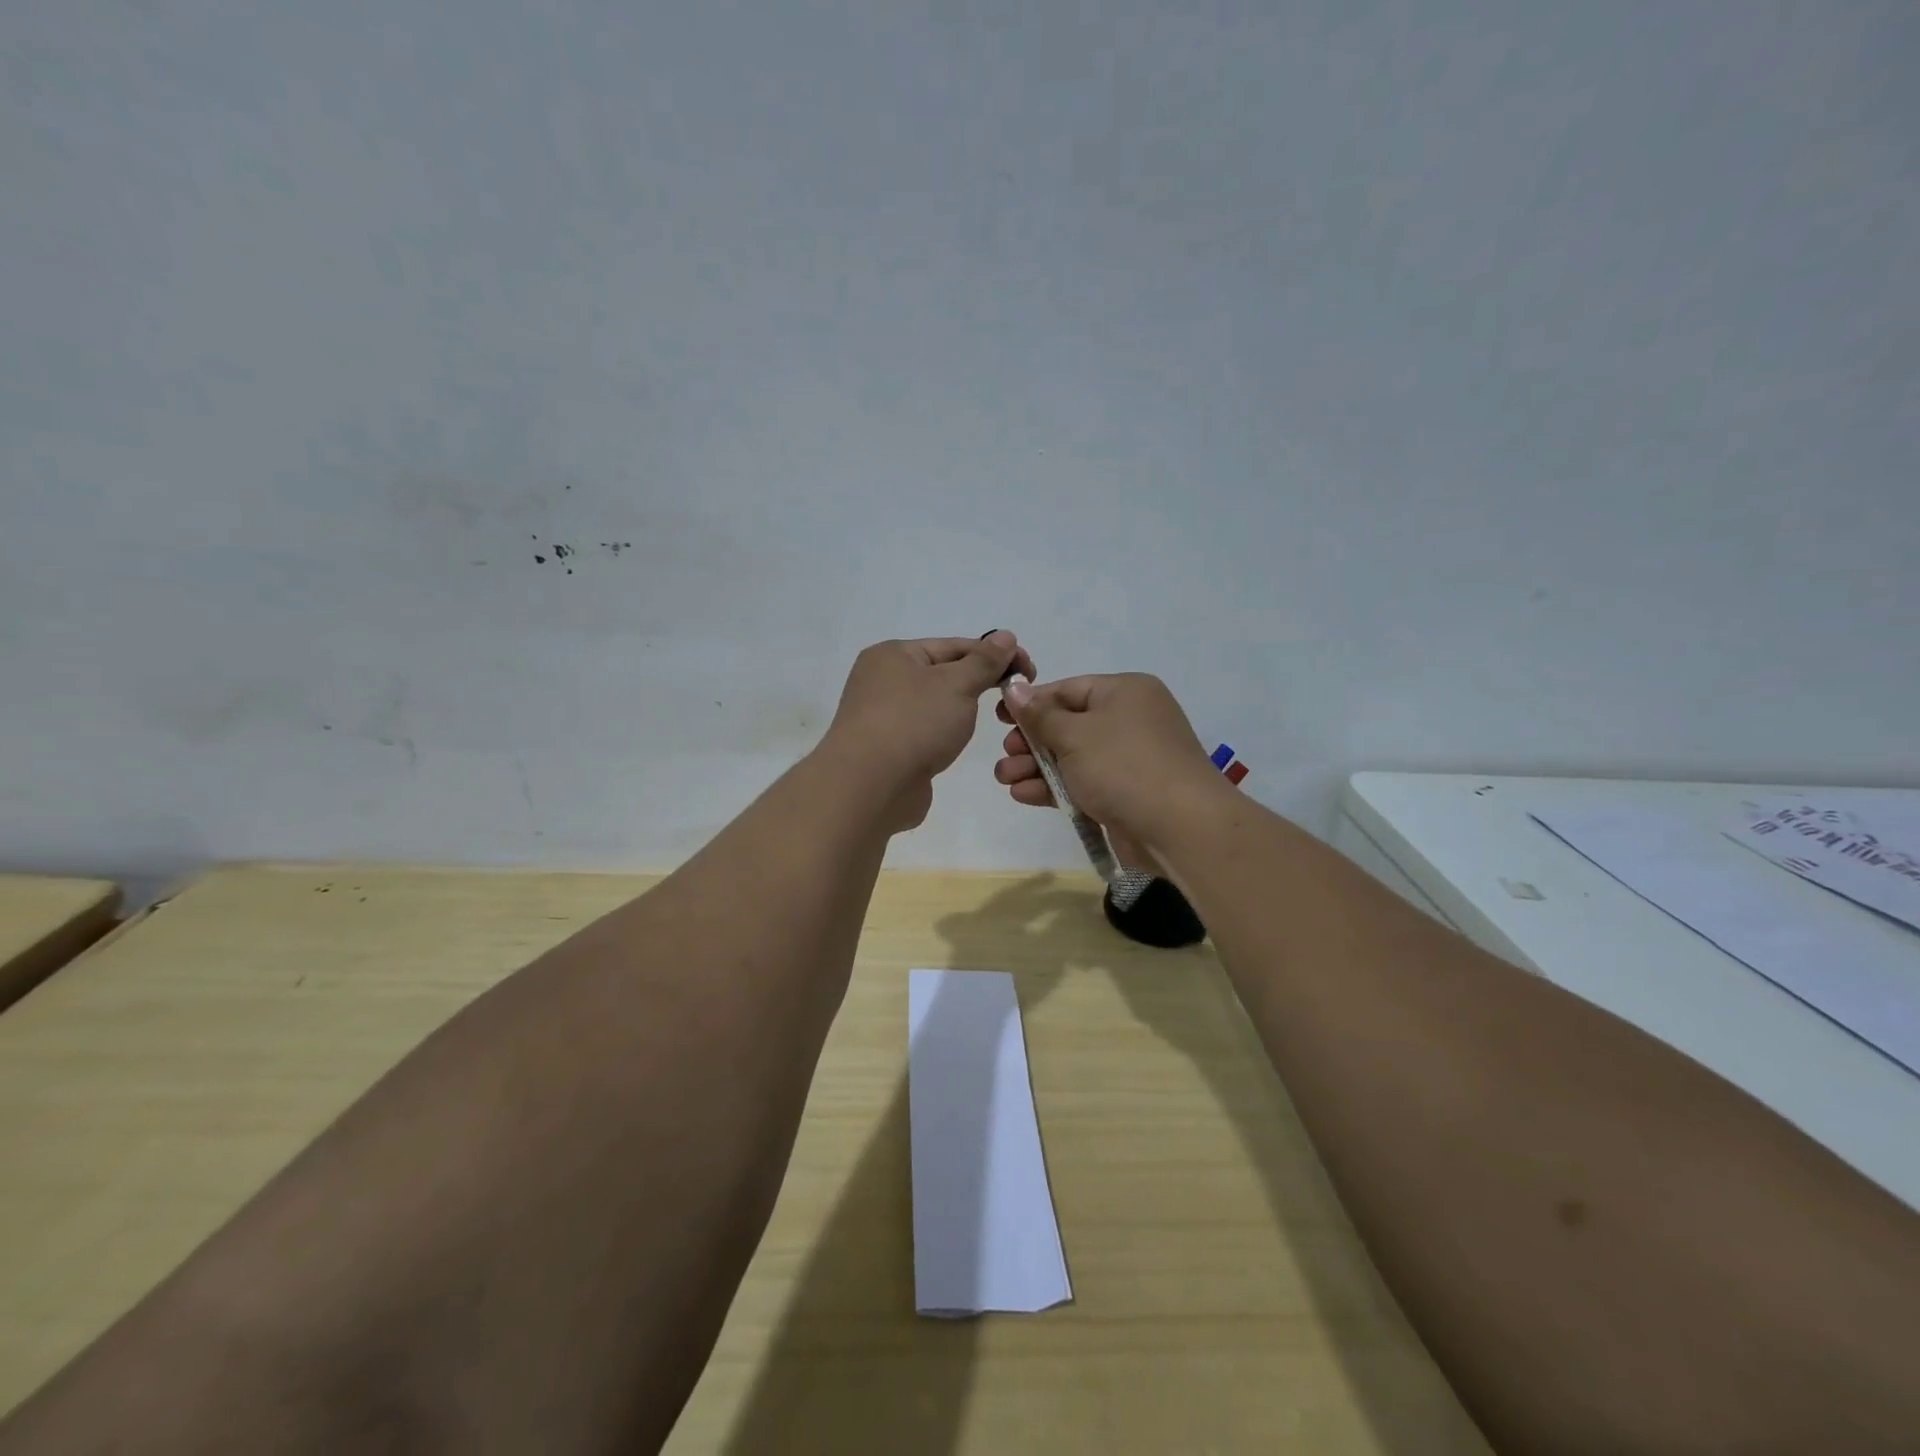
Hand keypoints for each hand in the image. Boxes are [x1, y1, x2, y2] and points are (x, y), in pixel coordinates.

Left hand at [821, 631, 1035, 831]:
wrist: (869, 787)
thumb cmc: (914, 723)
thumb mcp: (957, 684)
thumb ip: (984, 661)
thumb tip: (1005, 636)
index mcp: (894, 654)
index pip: (955, 645)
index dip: (995, 655)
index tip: (1029, 671)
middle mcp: (882, 680)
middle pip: (943, 674)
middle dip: (980, 683)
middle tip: (1015, 699)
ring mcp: (881, 716)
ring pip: (935, 705)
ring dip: (962, 711)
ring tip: (990, 721)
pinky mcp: (887, 749)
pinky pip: (924, 732)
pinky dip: (944, 735)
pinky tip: (956, 745)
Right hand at [992, 673, 1228, 861]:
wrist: (1180, 828)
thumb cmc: (1124, 766)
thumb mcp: (1075, 735)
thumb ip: (1039, 715)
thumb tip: (1014, 689)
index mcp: (1124, 692)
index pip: (1068, 689)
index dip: (1031, 703)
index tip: (999, 718)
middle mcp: (1129, 720)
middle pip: (1067, 724)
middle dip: (1030, 741)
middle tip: (1006, 754)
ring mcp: (1128, 760)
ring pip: (1072, 757)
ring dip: (1035, 767)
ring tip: (1005, 778)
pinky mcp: (1124, 794)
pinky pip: (1082, 783)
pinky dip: (1053, 787)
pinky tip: (1023, 794)